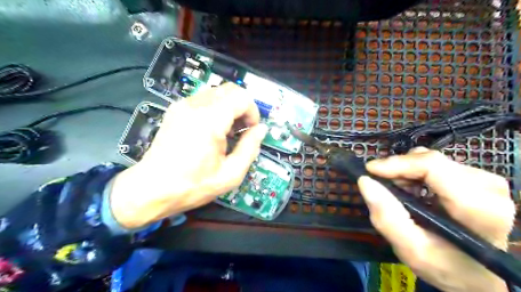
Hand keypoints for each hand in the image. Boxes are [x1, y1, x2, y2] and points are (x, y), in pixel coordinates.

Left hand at [109, 83, 264, 228]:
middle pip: (230, 89)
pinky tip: (212, 129)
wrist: (151, 189)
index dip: (253, 112)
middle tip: (242, 130)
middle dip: (243, 107)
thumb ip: (250, 148)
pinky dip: (216, 108)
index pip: (242, 97)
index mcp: (210, 120)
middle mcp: (195, 106)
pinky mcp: (175, 110)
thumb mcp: (230, 174)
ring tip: (227, 131)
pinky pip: (203, 98)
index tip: (251, 130)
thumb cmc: (193, 185)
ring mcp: (182, 105)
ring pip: (217, 92)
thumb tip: (261, 129)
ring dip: (229, 107)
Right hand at [359, 148, 511, 291]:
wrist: (475, 274)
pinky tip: (411, 188)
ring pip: (431, 159)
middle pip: (431, 161)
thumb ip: (387, 217)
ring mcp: (486, 181)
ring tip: (398, 191)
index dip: (398, 164)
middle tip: (381, 185)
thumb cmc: (445, 266)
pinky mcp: (477, 178)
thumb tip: (365, 181)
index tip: (370, 170)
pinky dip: (415, 172)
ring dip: (406, 171)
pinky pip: (436, 163)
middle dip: (399, 169)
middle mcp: (489, 188)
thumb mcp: (410, 249)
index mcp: (479, 209)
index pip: (434, 168)